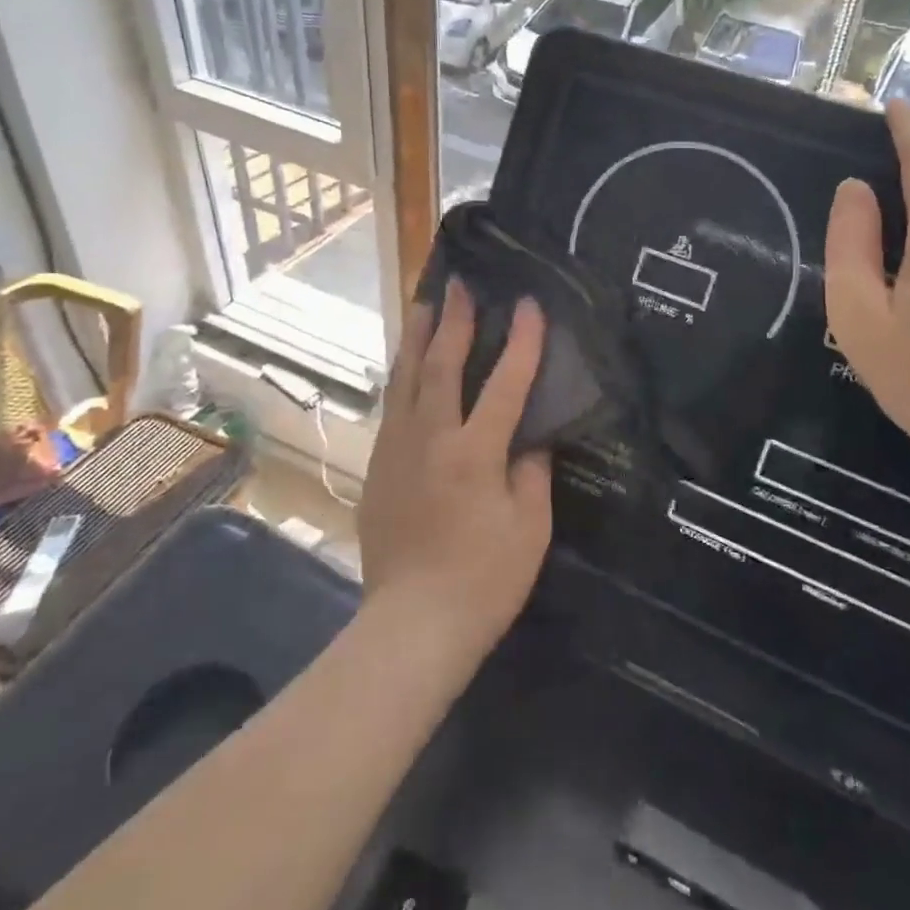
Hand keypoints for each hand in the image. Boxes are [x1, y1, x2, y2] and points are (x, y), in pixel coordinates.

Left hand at [359, 279, 553, 660]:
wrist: (411, 626)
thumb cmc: (483, 580)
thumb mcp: (529, 528)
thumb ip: (531, 473)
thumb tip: (528, 439)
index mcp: (475, 452)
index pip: (505, 382)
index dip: (521, 341)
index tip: (529, 303)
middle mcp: (431, 439)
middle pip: (442, 366)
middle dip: (454, 321)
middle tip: (460, 284)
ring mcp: (397, 451)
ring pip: (405, 380)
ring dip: (417, 338)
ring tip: (422, 304)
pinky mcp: (377, 469)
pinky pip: (392, 408)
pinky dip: (402, 378)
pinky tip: (405, 368)